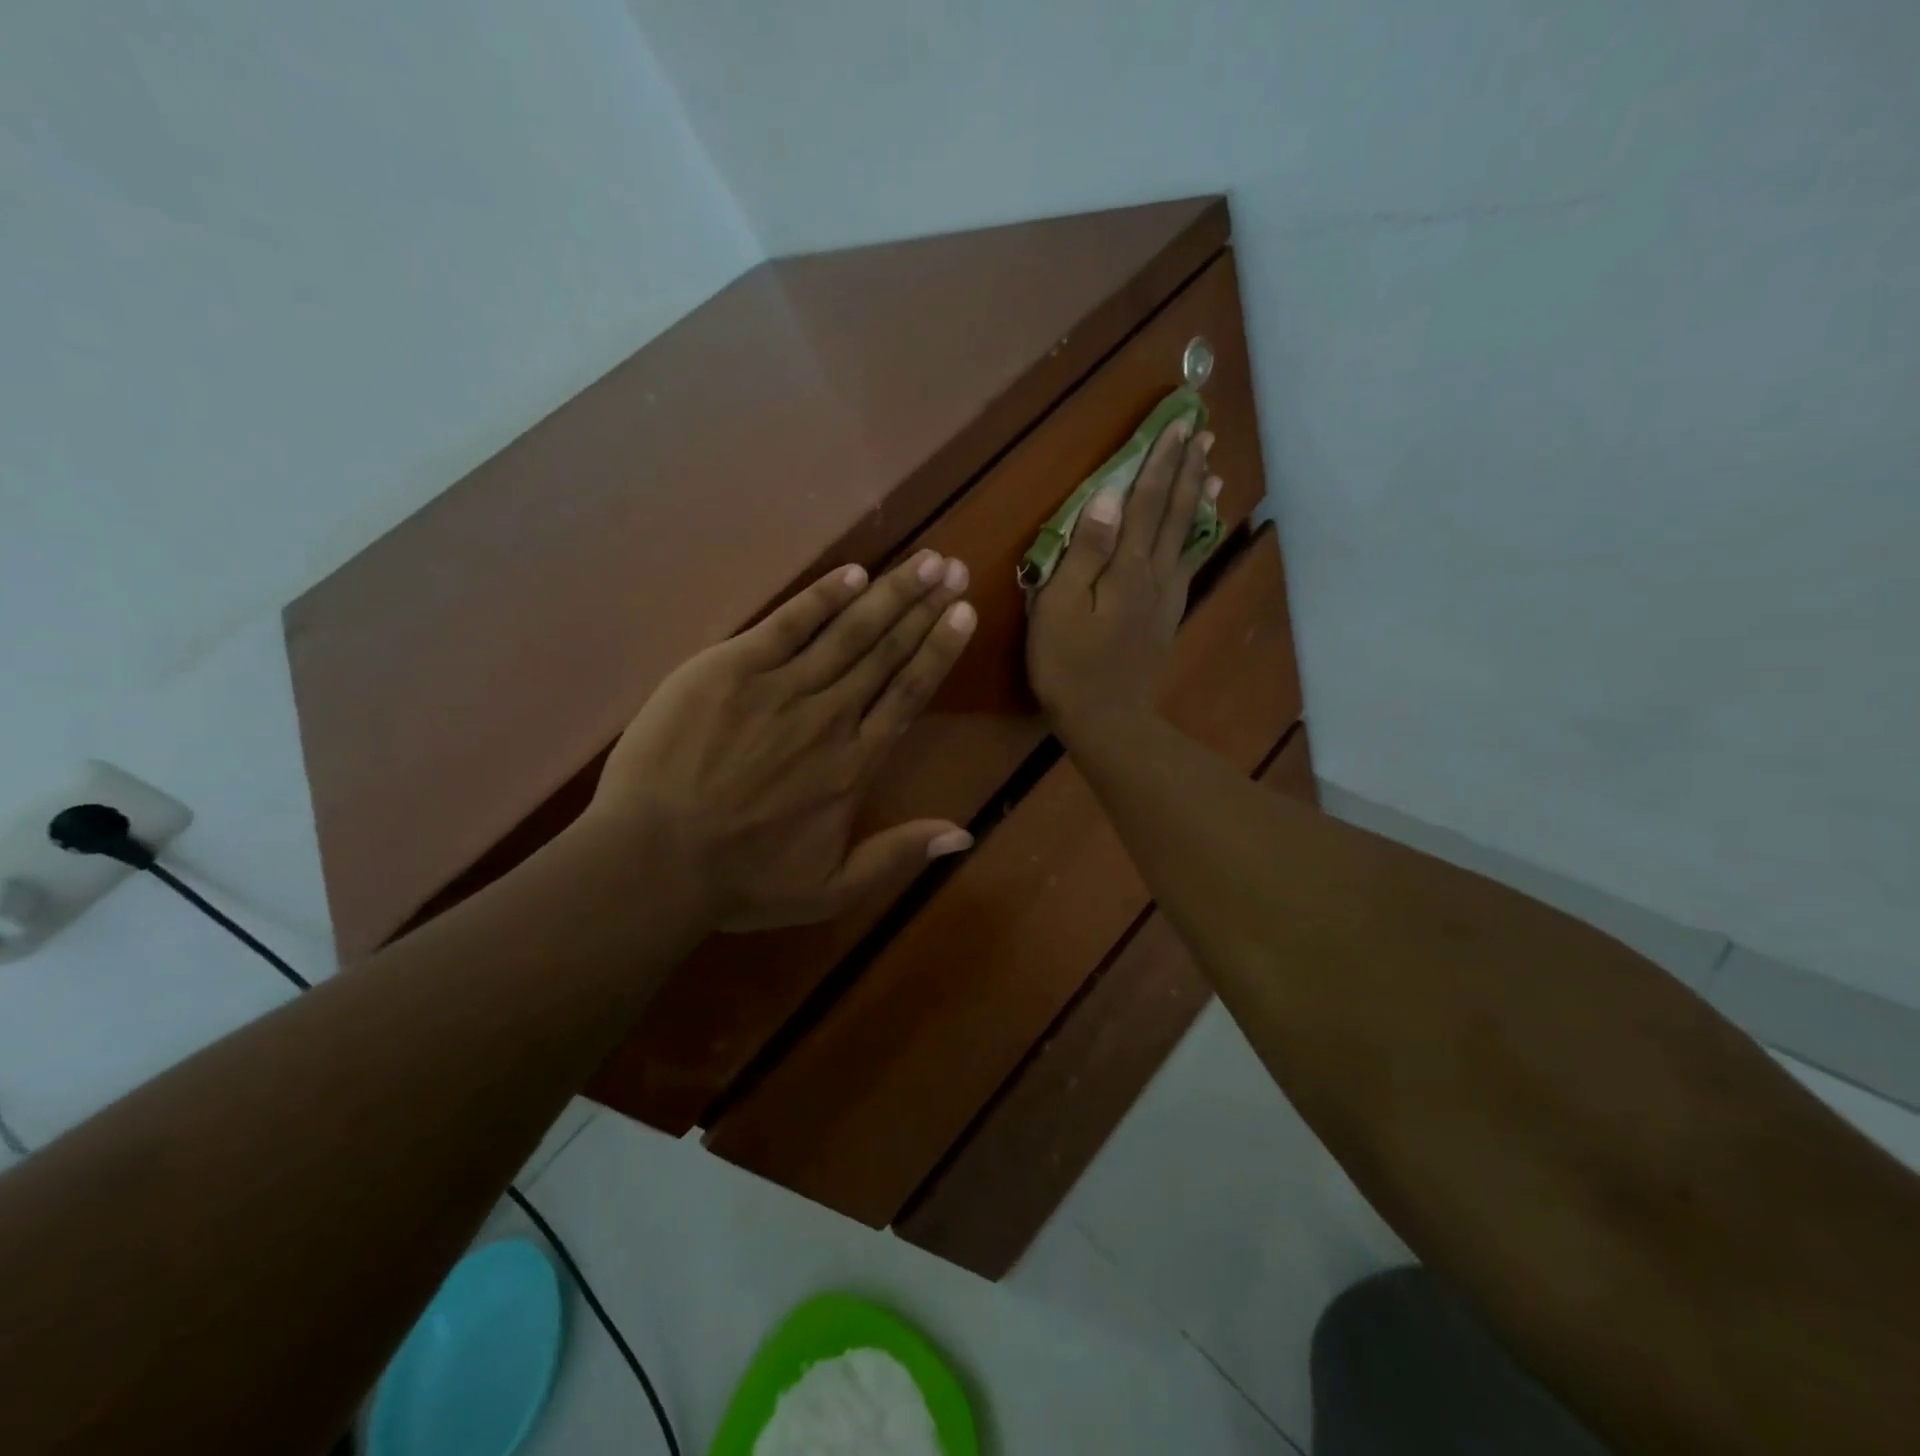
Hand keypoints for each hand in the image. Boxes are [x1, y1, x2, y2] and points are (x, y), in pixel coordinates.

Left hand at [587, 550, 977, 931]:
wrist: (654, 861)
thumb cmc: (742, 880)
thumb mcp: (831, 889)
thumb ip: (898, 854)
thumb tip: (964, 834)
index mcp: (855, 764)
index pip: (909, 692)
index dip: (939, 649)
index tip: (964, 612)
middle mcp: (830, 716)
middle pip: (886, 652)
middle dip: (923, 606)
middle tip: (952, 568)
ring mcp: (781, 687)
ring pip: (849, 632)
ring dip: (889, 593)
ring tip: (923, 560)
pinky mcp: (732, 669)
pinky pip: (787, 623)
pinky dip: (822, 597)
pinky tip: (852, 573)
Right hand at [1026, 420, 1219, 737]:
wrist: (1106, 719)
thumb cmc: (1069, 664)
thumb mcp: (1061, 607)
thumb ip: (1084, 552)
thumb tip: (1106, 498)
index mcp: (1127, 567)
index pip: (1146, 502)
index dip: (1160, 462)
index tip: (1177, 424)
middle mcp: (1155, 574)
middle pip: (1174, 513)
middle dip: (1186, 469)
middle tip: (1202, 431)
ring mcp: (1166, 596)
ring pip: (1188, 536)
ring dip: (1198, 498)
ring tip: (1212, 468)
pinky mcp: (1166, 616)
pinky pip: (1188, 564)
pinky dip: (1198, 537)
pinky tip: (1202, 529)